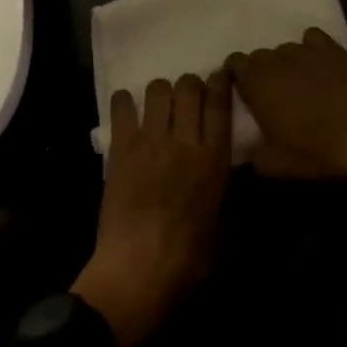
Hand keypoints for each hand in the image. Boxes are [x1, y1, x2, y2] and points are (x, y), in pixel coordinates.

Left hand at [73, 72, 232, 346]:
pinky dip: (125, 102)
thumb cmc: (188, 260)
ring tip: (158, 106)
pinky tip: (128, 110)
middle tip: (187, 97)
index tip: (220, 76)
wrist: (138, 270)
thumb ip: (225, 190)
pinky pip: (123, 107)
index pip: (220, 103)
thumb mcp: (223, 226)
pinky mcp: (121, 148)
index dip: (221, 82)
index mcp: (214, 158)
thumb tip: (225, 172)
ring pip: (158, 89)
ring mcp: (150, 141)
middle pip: (189, 86)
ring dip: (161, 92)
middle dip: (190, 85)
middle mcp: (184, 140)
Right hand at [226, 27, 346, 178]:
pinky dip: (311, 48)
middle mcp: (275, 59)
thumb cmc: (314, 151)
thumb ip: (253, 151)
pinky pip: (312, 38)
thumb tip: (248, 146)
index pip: (233, 63)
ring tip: (301, 82)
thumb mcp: (275, 164)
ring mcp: (303, 50)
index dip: (238, 76)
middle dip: (263, 72)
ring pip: (285, 49)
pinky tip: (319, 64)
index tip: (246, 92)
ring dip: (287, 63)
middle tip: (275, 93)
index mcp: (255, 82)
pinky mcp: (330, 48)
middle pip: (259, 56)